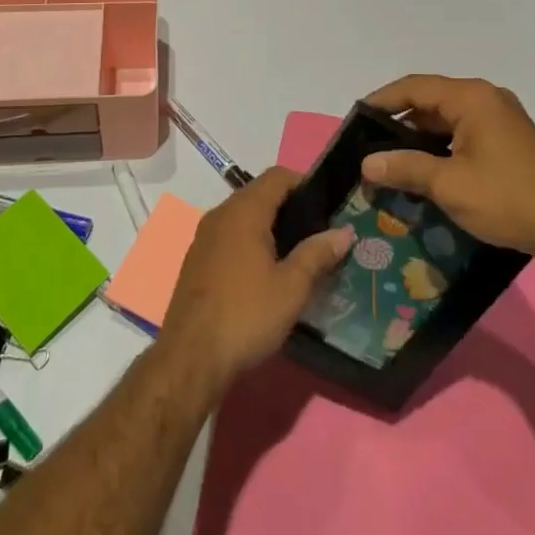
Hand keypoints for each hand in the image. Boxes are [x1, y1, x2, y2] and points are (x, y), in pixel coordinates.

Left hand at [160, 167, 353, 395]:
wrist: (190, 358)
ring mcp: (204, 237)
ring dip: (270, 227)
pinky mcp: (196, 261)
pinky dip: (250, 243)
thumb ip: (318, 254)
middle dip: (290, 208)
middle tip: (318, 233)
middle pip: (260, 194)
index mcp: (244, 211)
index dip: (305, 183)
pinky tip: (266, 273)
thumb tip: (344, 232)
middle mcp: (220, 214)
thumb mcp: (292, 287)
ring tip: (298, 254)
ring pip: (244, 217)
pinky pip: (230, 237)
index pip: (277, 176)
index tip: (327, 206)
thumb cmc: (246, 315)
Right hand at [362, 75, 534, 258]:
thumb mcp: (450, 185)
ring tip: (391, 161)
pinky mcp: (509, 141)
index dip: (382, 100)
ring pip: (447, 120)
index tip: (356, 119)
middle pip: (431, 101)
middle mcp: (487, 99)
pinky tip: (426, 171)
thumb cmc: (508, 198)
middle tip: (369, 146)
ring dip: (420, 138)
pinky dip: (441, 147)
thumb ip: (405, 168)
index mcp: (472, 98)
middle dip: (399, 123)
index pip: (414, 87)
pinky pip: (464, 133)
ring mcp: (501, 119)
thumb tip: (366, 164)